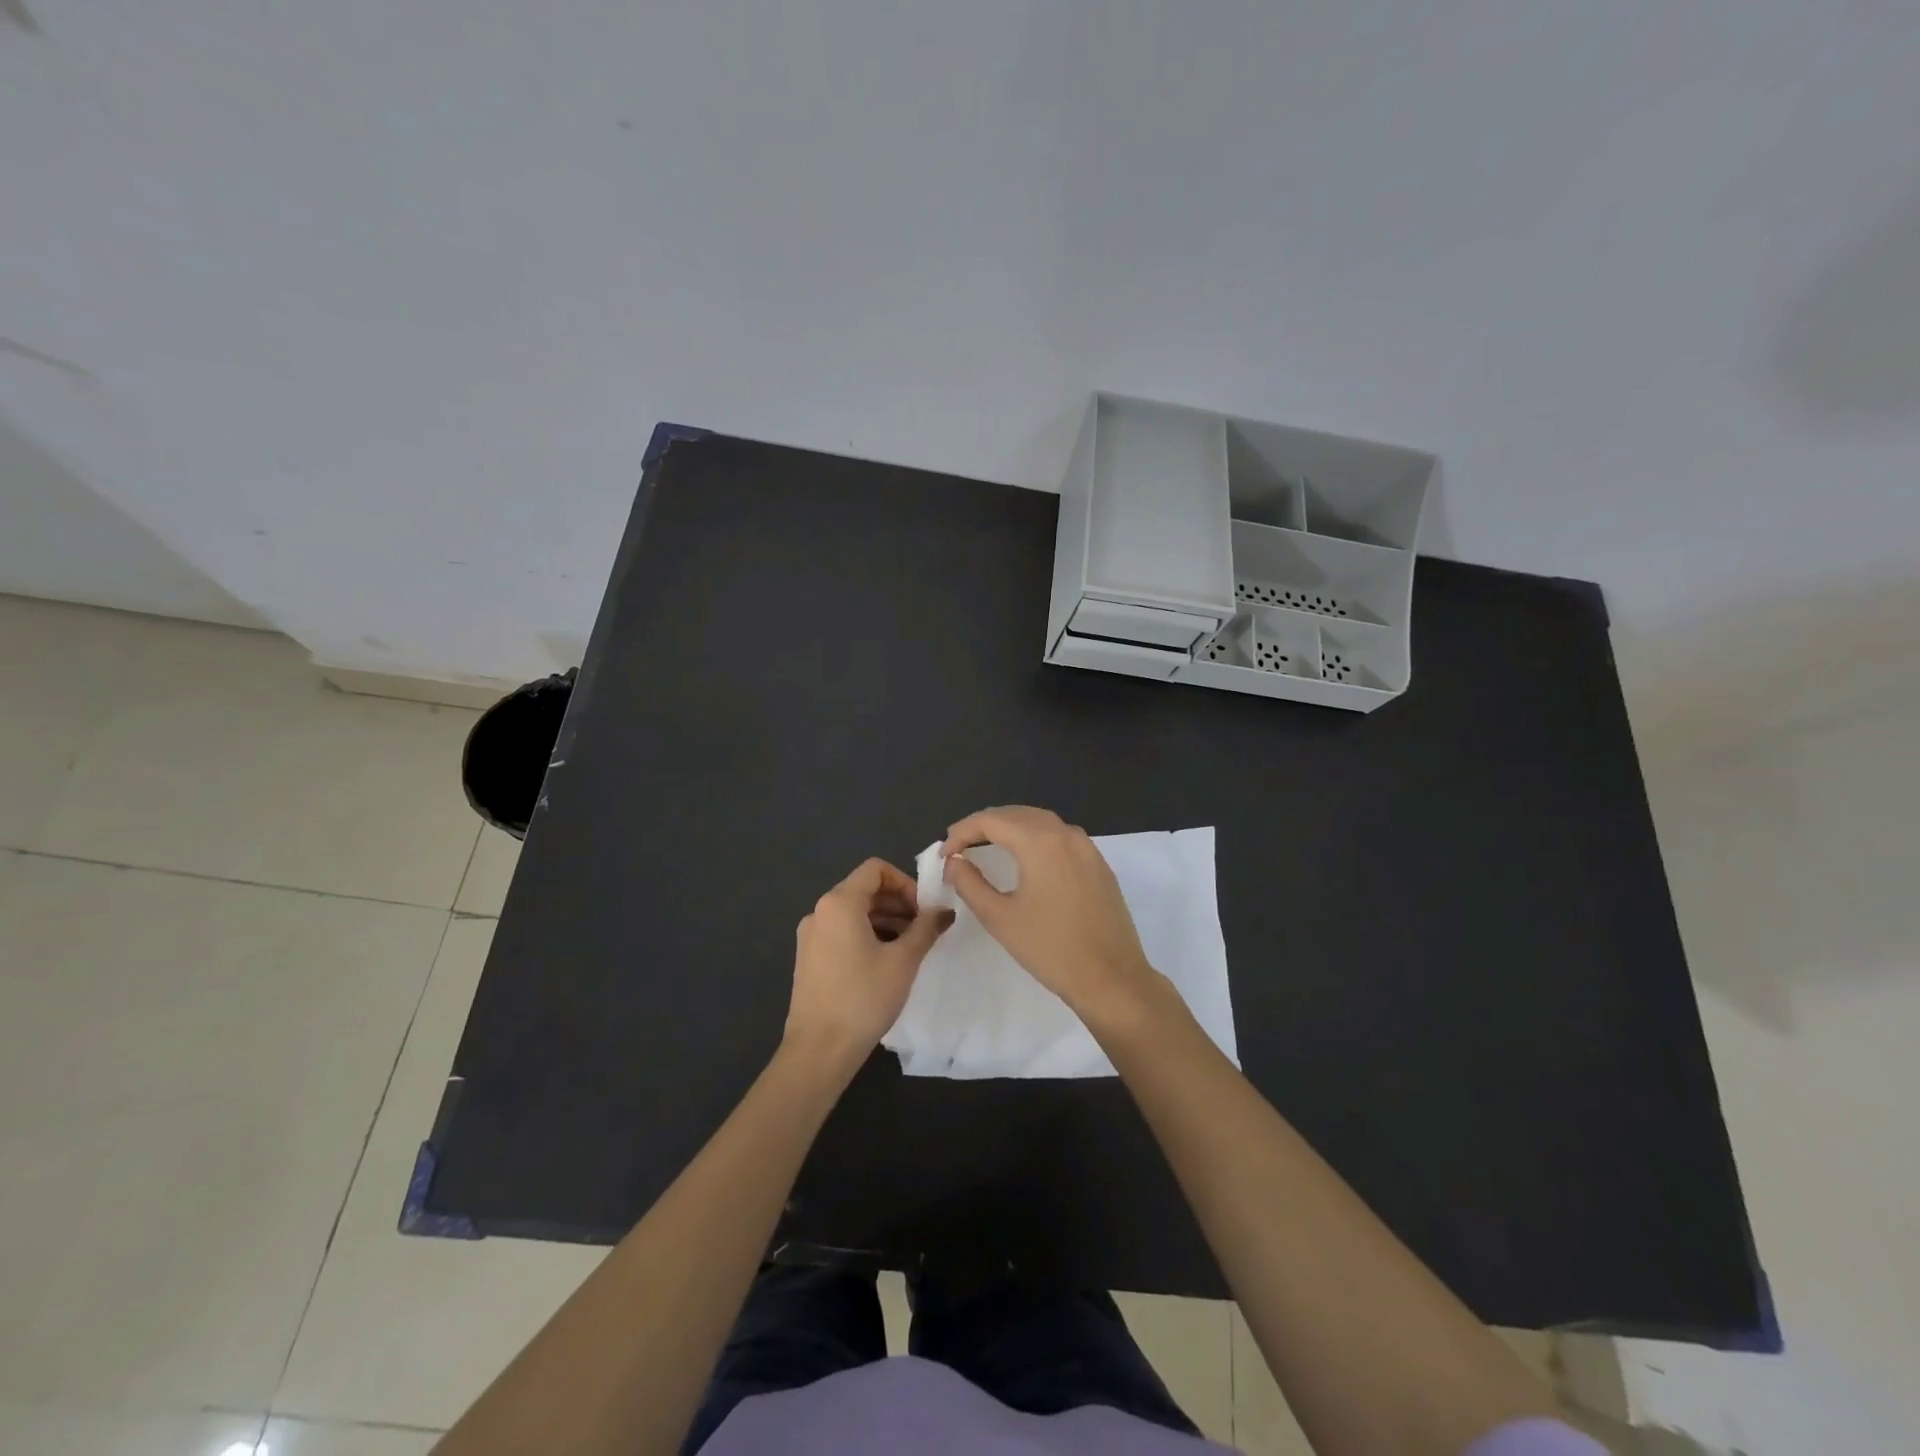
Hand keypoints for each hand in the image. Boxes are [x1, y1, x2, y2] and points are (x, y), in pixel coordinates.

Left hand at [784, 857, 952, 1074]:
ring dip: (885, 921)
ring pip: (854, 913)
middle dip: (898, 903)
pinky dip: (867, 935)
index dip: (905, 882)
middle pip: (864, 890)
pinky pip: (842, 932)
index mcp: (839, 903)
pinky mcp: (809, 958)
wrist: (819, 1050)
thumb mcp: (904, 961)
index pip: (876, 869)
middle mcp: (820, 911)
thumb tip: (944, 911)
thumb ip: (926, 928)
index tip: (924, 910)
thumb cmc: (864, 998)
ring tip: (910, 948)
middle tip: (924, 930)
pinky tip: (886, 963)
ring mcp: (810, 935)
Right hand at [941, 806, 1161, 1018]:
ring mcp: (1087, 847)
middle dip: (984, 825)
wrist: (1112, 978)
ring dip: (1010, 828)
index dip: (961, 832)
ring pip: (1040, 822)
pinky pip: (1060, 837)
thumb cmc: (1050, 949)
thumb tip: (954, 861)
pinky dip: (1035, 838)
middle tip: (959, 846)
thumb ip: (969, 883)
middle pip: (1016, 814)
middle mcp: (1065, 834)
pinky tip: (1025, 858)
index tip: (943, 853)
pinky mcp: (1099, 864)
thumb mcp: (999, 917)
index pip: (990, 820)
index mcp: (1040, 841)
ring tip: (986, 846)